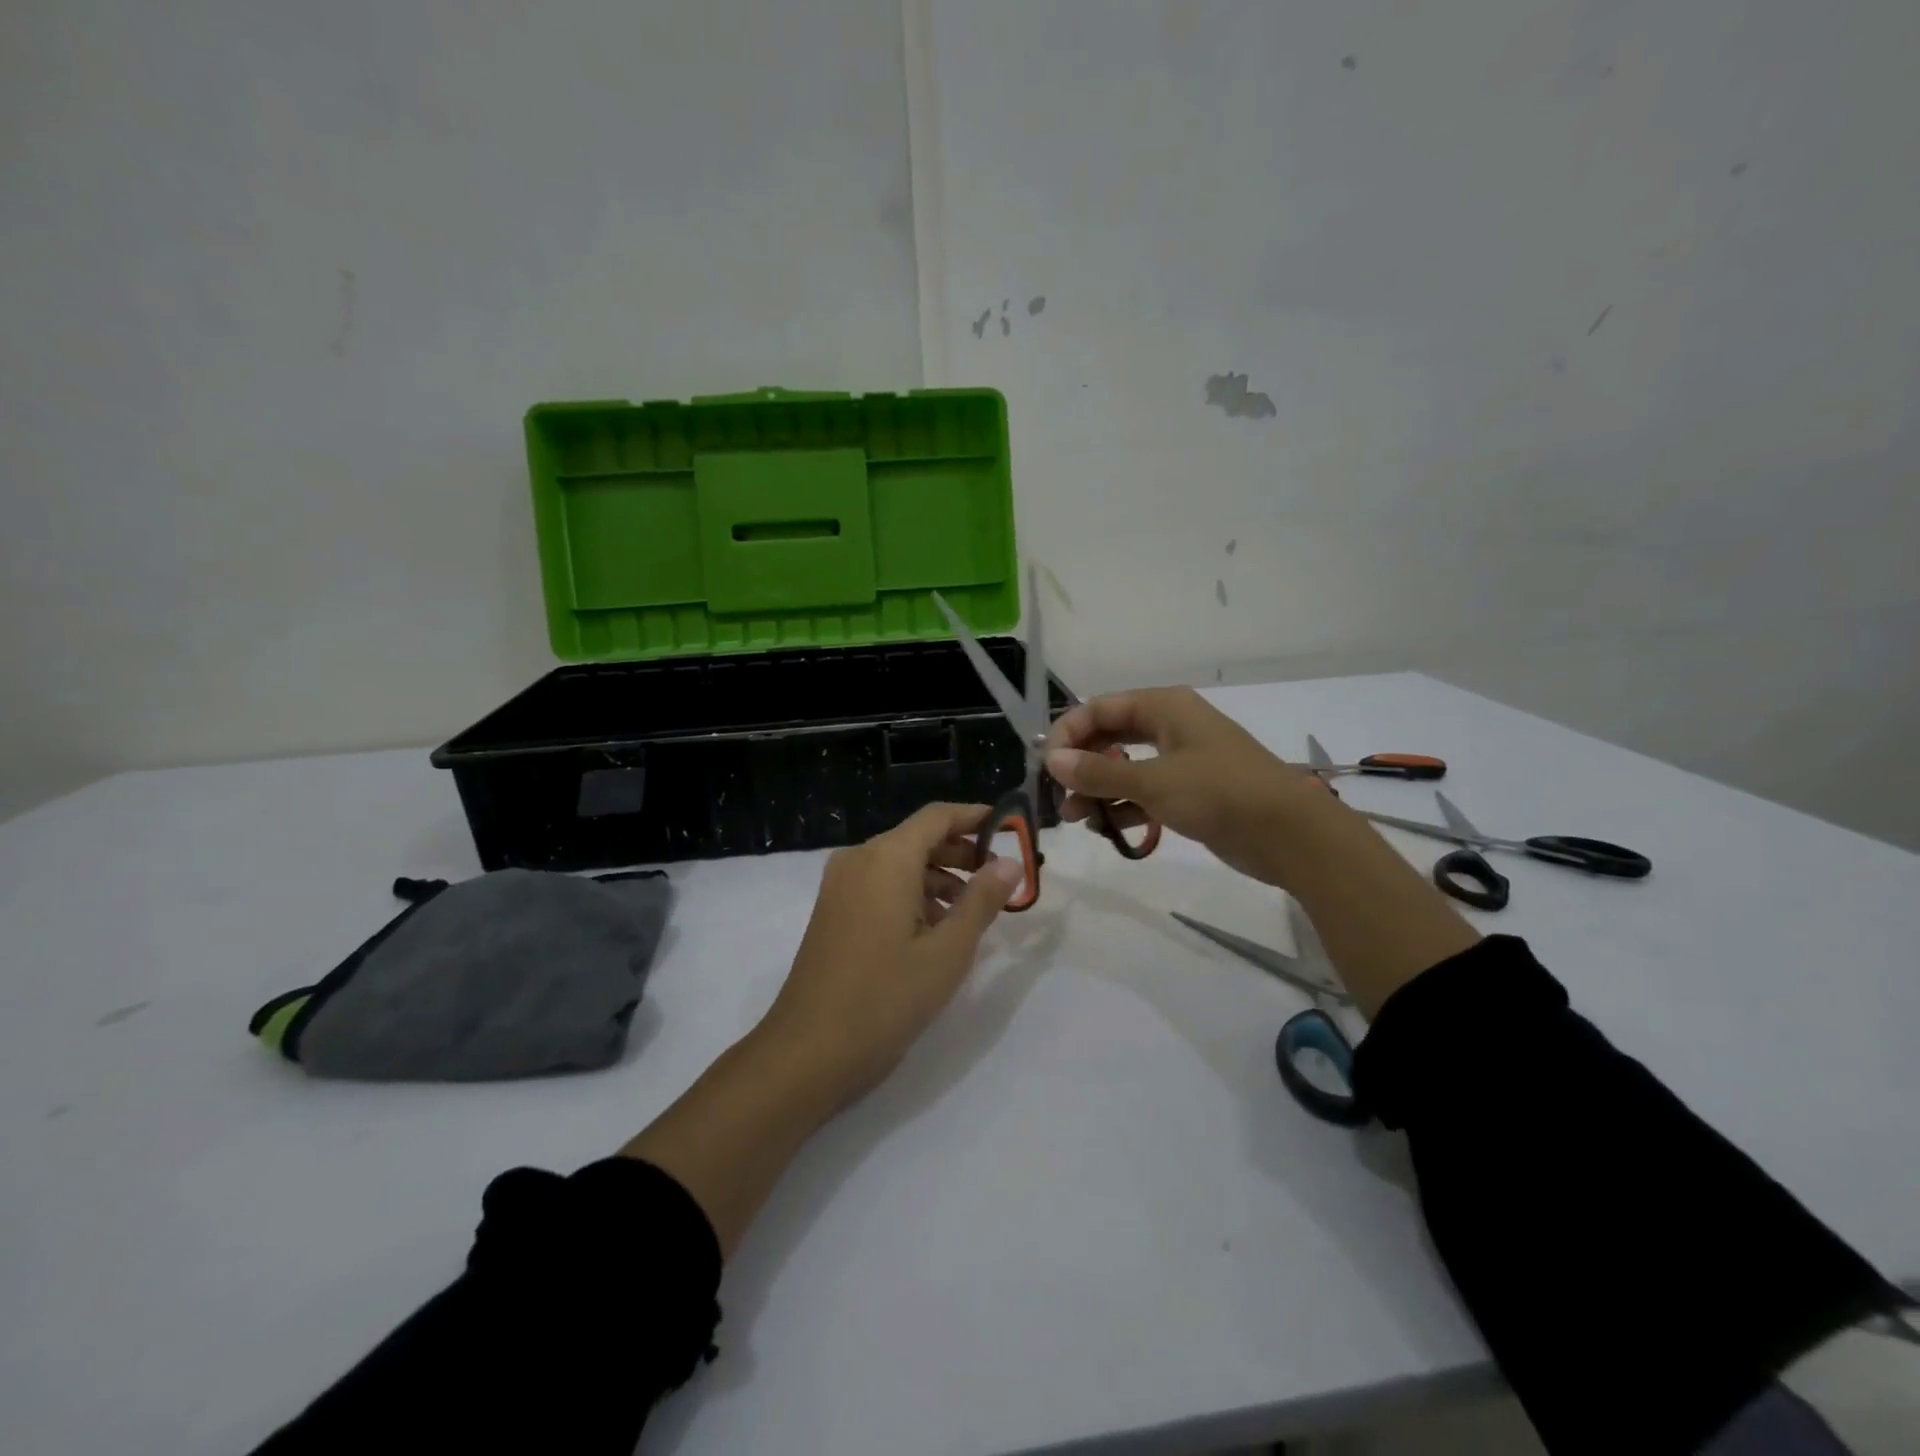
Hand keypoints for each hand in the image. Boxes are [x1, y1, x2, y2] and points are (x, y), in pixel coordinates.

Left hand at [759, 802, 1022, 1106]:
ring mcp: (840, 886)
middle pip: (917, 838)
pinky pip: (880, 886)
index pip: (937, 816)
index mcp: (886, 858)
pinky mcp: (833, 912)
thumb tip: (1009, 863)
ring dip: (938, 877)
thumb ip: (981, 900)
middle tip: (999, 877)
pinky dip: (912, 895)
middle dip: (961, 852)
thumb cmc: (885, 998)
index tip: (1011, 830)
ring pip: (899, 864)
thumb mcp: (947, 951)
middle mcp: (859, 860)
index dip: (976, 817)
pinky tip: (935, 930)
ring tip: (973, 910)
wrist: (807, 1052)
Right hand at [1044, 687, 1330, 888]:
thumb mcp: (1152, 782)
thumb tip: (1053, 760)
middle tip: (1059, 796)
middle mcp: (1170, 726)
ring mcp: (1181, 760)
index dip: (1069, 733)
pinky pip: (1144, 792)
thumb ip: (1098, 772)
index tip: (1047, 766)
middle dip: (1082, 765)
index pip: (1100, 708)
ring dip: (1098, 790)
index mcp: (1163, 707)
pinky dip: (1124, 807)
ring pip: (1125, 768)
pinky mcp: (1189, 792)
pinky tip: (1109, 828)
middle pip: (1110, 737)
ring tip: (1079, 818)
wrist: (1289, 833)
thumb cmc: (1218, 792)